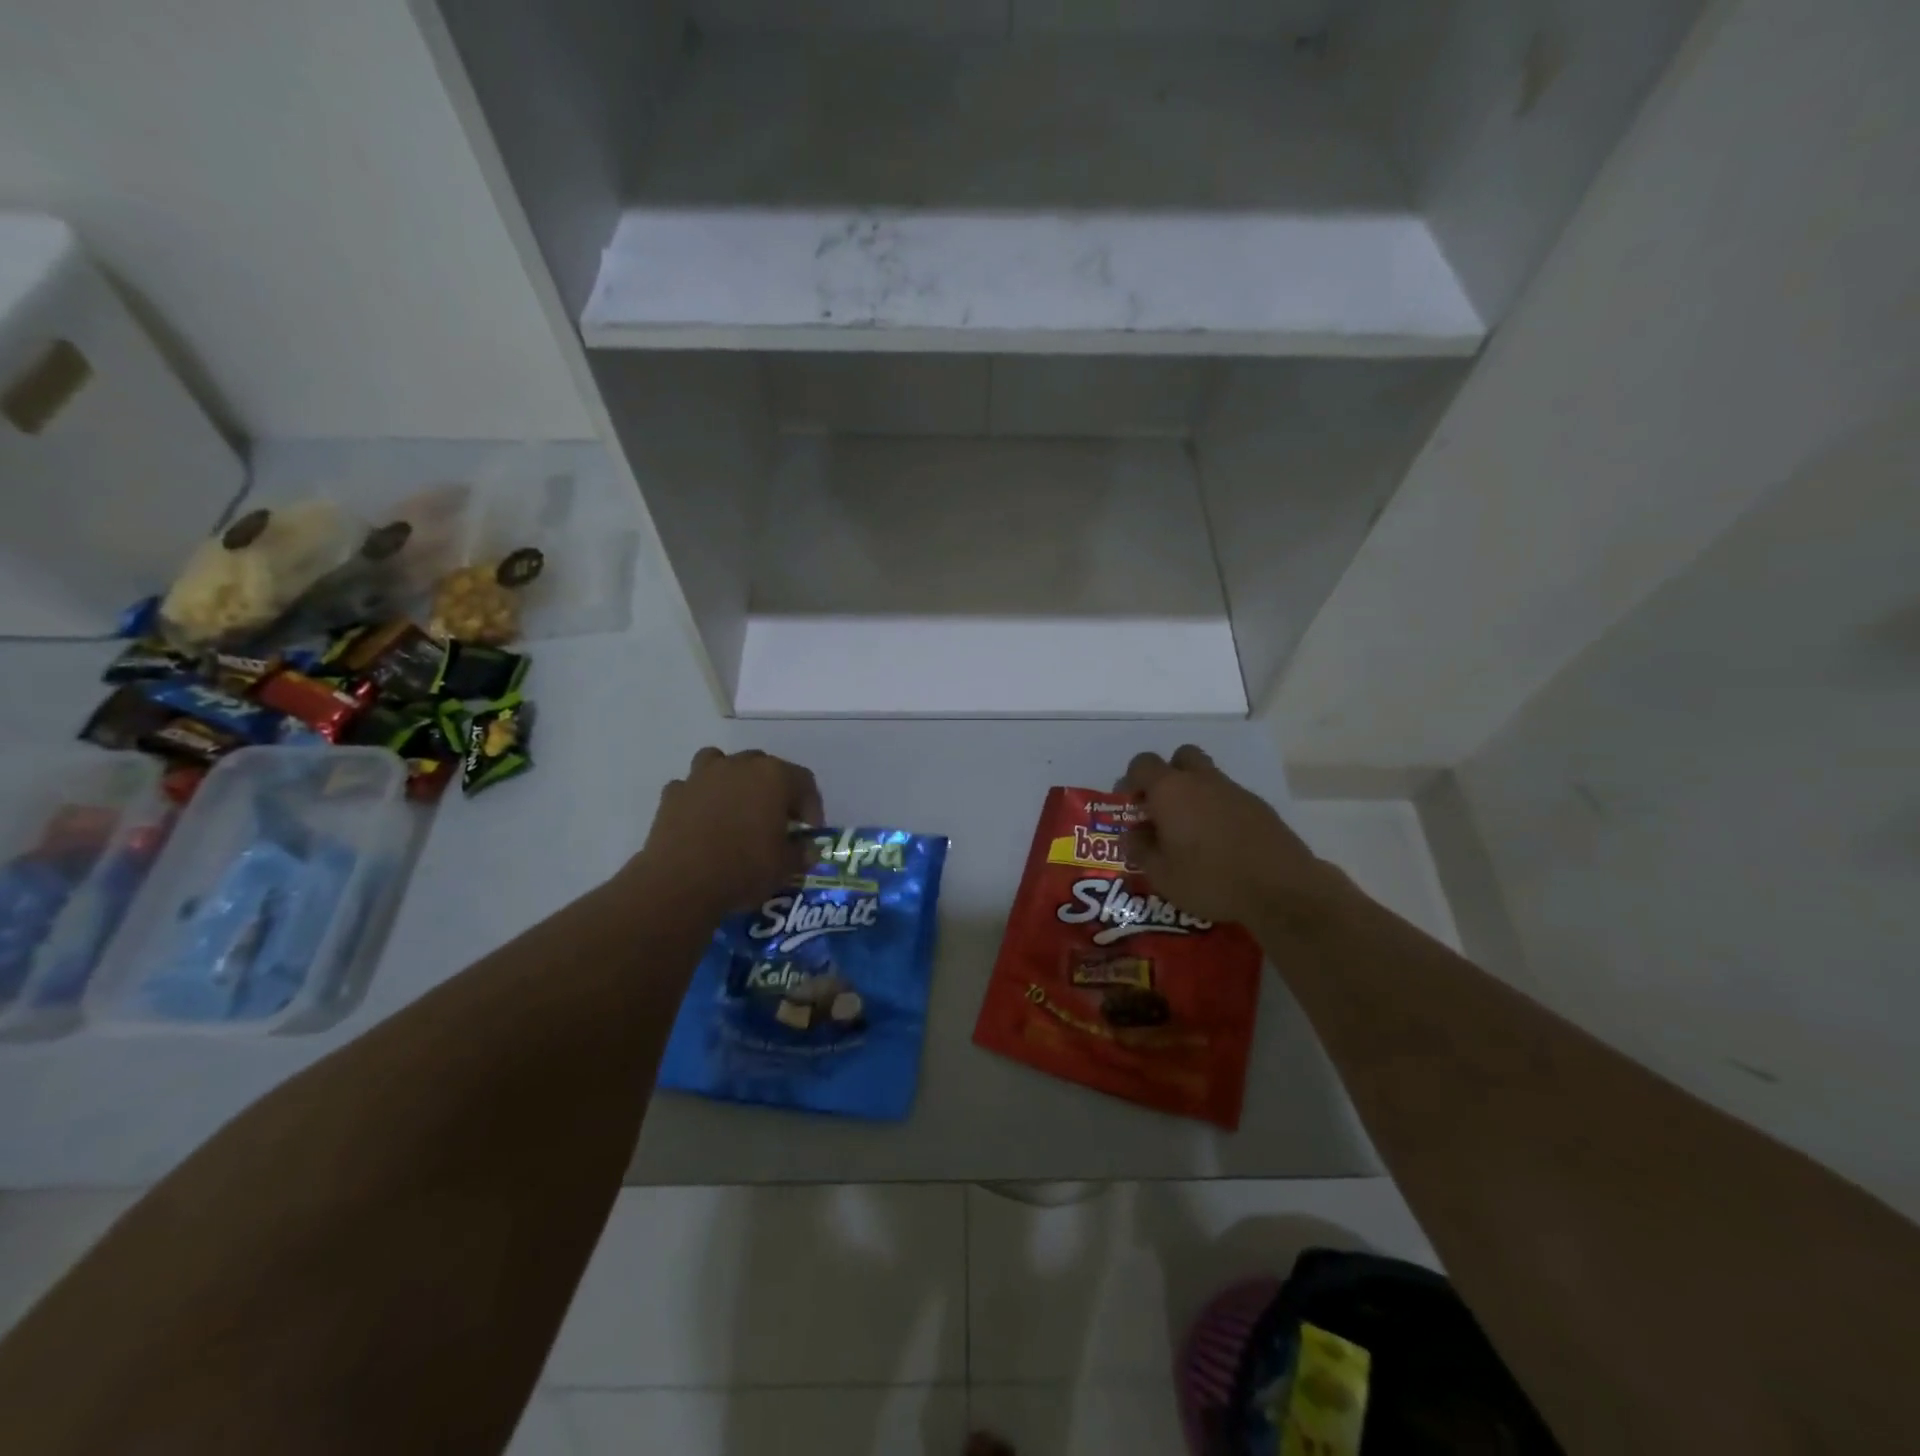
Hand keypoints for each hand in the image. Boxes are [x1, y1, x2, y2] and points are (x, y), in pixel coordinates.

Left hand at [635, 748, 824, 918]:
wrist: (680, 882)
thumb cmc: (743, 868)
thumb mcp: (785, 867)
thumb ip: (801, 852)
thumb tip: (808, 849)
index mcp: (774, 777)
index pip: (804, 782)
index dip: (811, 806)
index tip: (810, 831)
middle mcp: (740, 765)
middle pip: (765, 767)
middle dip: (774, 791)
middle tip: (776, 820)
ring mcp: (702, 775)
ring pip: (723, 763)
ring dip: (733, 780)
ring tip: (736, 808)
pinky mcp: (673, 793)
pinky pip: (692, 787)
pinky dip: (700, 798)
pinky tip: (702, 820)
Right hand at [1117, 745, 1342, 926]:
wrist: (1281, 889)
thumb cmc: (1209, 879)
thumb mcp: (1161, 874)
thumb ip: (1140, 849)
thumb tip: (1133, 834)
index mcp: (1171, 790)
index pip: (1143, 763)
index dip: (1131, 780)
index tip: (1131, 806)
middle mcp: (1202, 780)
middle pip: (1181, 757)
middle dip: (1168, 775)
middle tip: (1163, 808)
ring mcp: (1234, 791)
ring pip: (1207, 777)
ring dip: (1194, 794)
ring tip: (1191, 832)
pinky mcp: (1259, 807)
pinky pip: (1229, 797)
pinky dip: (1219, 810)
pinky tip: (1221, 843)